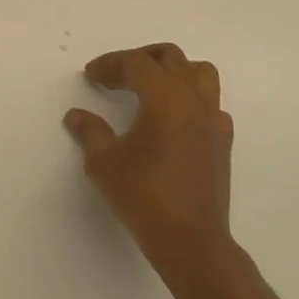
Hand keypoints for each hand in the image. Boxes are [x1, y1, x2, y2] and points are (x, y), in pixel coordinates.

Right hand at [65, 43, 234, 270]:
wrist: (191, 241)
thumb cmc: (144, 195)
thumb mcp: (104, 162)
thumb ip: (90, 132)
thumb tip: (76, 116)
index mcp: (164, 96)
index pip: (136, 62)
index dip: (110, 64)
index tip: (91, 76)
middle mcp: (193, 99)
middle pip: (170, 57)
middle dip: (141, 59)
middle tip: (117, 75)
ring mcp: (213, 119)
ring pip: (200, 73)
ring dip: (174, 72)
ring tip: (151, 88)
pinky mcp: (223, 142)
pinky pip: (211, 105)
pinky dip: (192, 101)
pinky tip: (175, 121)